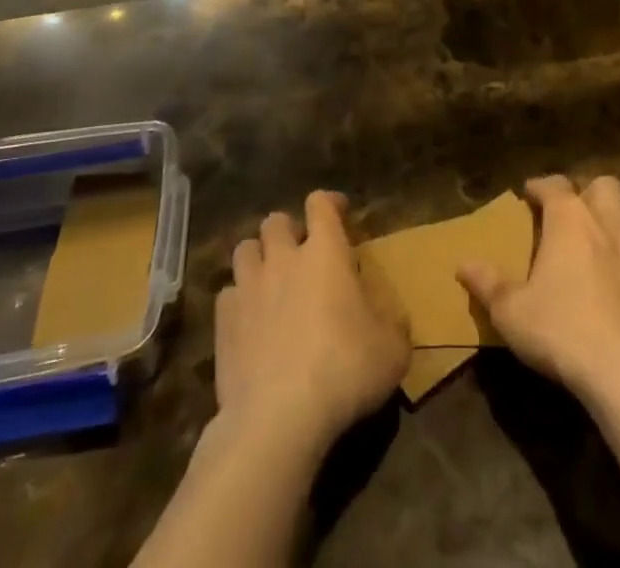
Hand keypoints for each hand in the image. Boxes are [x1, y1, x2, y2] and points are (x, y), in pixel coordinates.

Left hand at [212, 191, 411, 455]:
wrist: (278, 417)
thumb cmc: (344, 371)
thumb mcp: (392, 352)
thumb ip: (394, 326)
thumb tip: (395, 319)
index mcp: (325, 252)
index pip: (320, 203)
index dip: (330, 203)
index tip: (339, 212)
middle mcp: (284, 258)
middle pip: (276, 221)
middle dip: (288, 230)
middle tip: (301, 252)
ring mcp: (249, 287)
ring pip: (245, 248)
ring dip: (258, 257)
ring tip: (270, 279)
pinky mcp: (223, 322)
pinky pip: (227, 294)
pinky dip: (239, 300)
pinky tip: (249, 320)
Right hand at [458, 175, 619, 402]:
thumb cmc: (563, 331)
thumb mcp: (512, 312)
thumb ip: (488, 284)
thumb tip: (462, 264)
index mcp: (569, 219)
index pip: (554, 185)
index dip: (541, 185)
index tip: (530, 192)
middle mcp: (608, 222)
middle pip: (605, 185)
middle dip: (590, 192)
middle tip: (576, 214)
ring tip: (614, 234)